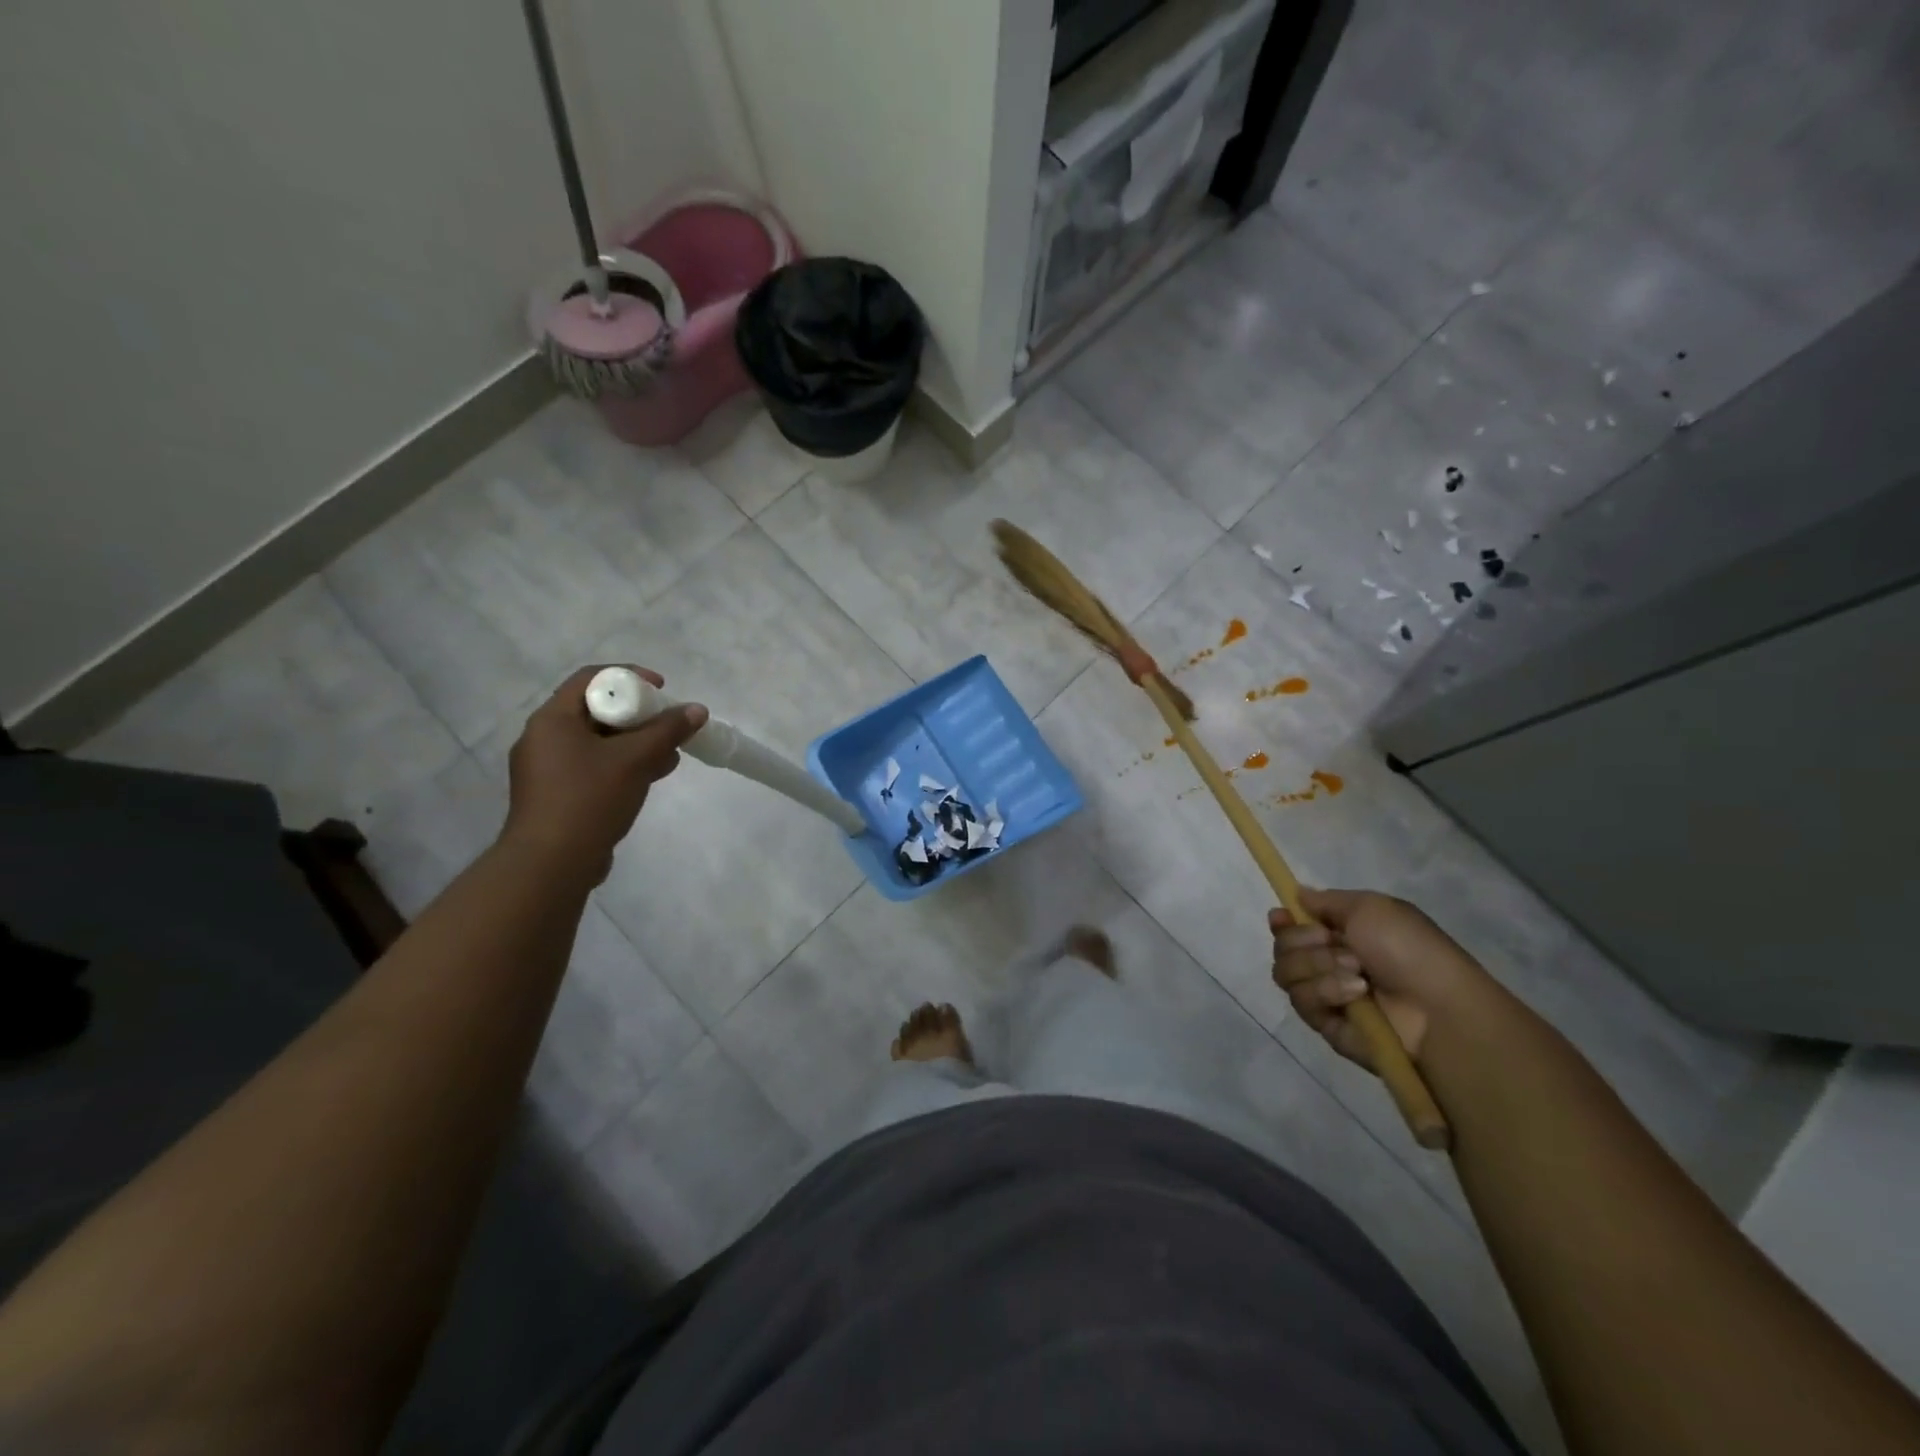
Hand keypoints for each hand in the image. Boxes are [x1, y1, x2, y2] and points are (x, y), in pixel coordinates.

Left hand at [501, 665, 707, 883]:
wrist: (551, 864)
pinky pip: (594, 766)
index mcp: (552, 720)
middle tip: (669, 724)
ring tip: (669, 755)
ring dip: (636, 742)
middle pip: (596, 710)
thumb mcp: (635, 759)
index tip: (662, 689)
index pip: (591, 678)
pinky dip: (623, 764)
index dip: (630, 677)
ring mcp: (548, 769)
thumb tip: (697, 710)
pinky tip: (651, 776)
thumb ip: (667, 730)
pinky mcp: (557, 795)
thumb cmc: (589, 799)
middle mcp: (544, 738)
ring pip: (598, 741)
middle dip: (639, 714)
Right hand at [1270, 889, 1489, 1070]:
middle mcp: (1329, 963)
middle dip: (1304, 941)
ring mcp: (1326, 995)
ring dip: (1318, 966)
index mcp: (1341, 934)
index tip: (1281, 916)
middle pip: (1283, 947)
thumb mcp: (1371, 907)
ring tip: (1357, 974)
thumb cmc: (1409, 949)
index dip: (1283, 922)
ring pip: (1286, 973)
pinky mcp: (1326, 1024)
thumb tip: (1298, 894)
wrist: (1438, 1009)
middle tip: (1335, 944)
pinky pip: (1303, 1001)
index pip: (1293, 926)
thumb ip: (1327, 900)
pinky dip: (1326, 991)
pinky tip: (1355, 994)